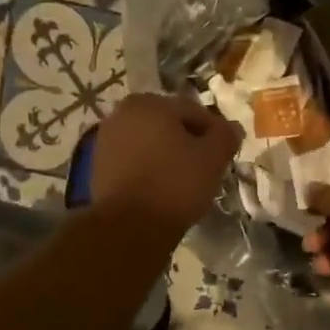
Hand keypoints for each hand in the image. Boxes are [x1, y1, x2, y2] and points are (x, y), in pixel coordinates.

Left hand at [91, 93, 241, 234]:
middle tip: (206, 168)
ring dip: (167, 156)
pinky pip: (133, 162)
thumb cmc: (175, 184)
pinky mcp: (98, 167)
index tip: (224, 153)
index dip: (214, 132)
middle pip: (167, 125)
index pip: (193, 112)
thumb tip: (232, 128)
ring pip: (149, 144)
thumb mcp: (212, 158)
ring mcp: (105, 140)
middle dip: (188, 143)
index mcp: (150, 103)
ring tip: (184, 181)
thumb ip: (225, 136)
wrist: (130, 226)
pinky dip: (148, 170)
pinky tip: (161, 190)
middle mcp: (122, 114)